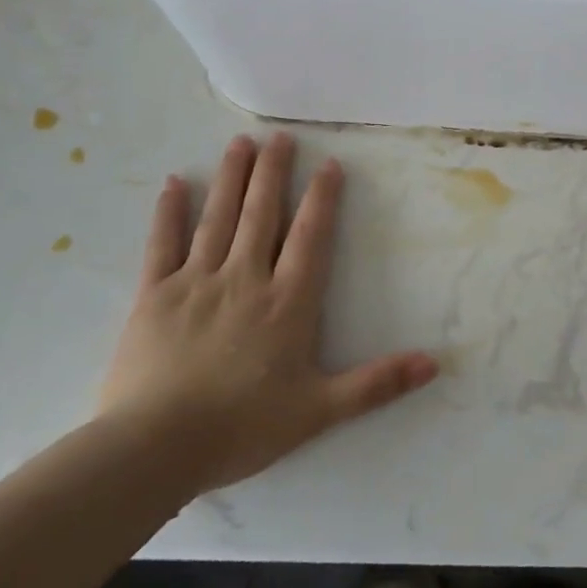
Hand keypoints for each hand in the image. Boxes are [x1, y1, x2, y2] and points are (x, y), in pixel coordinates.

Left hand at [97, 133, 438, 494]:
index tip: (328, 164)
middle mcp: (245, 279)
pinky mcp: (152, 297)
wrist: (153, 450)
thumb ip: (377, 384)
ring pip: (218, 219)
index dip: (322, 198)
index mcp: (287, 302)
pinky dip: (169, 213)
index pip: (310, 237)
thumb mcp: (320, 410)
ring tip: (240, 143)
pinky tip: (173, 184)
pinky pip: (162, 245)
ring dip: (231, 178)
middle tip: (280, 136)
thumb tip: (434, 364)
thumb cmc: (242, 427)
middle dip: (273, 172)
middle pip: (263, 214)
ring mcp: (196, 283)